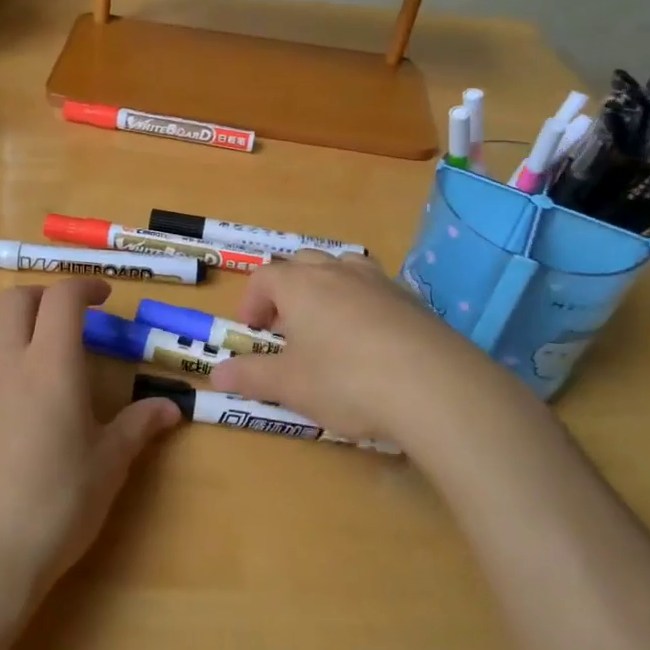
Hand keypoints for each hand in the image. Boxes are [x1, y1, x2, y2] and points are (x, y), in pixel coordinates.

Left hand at [0, 278, 180, 600]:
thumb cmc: (56, 502)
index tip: (104, 297)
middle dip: (46, 295)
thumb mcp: (108, 464)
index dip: (84, 286)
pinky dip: (3, 350)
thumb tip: (170, 408)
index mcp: (50, 364)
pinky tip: (24, 389)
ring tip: (48, 347)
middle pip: (16, 299)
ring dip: (20, 319)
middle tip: (75, 317)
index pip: (61, 299)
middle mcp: (7, 362)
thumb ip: (137, 426)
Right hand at [219, 251, 546, 457]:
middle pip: (303, 263)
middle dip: (288, 290)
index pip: (264, 277)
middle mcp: (337, 271)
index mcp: (300, 284)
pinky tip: (371, 343)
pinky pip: (376, 290)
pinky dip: (363, 305)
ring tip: (328, 327)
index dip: (252, 301)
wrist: (434, 386)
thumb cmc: (345, 380)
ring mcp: (378, 281)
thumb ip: (250, 376)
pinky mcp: (412, 300)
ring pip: (343, 268)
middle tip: (287, 328)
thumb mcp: (290, 385)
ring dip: (327, 289)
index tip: (253, 331)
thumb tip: (216, 374)